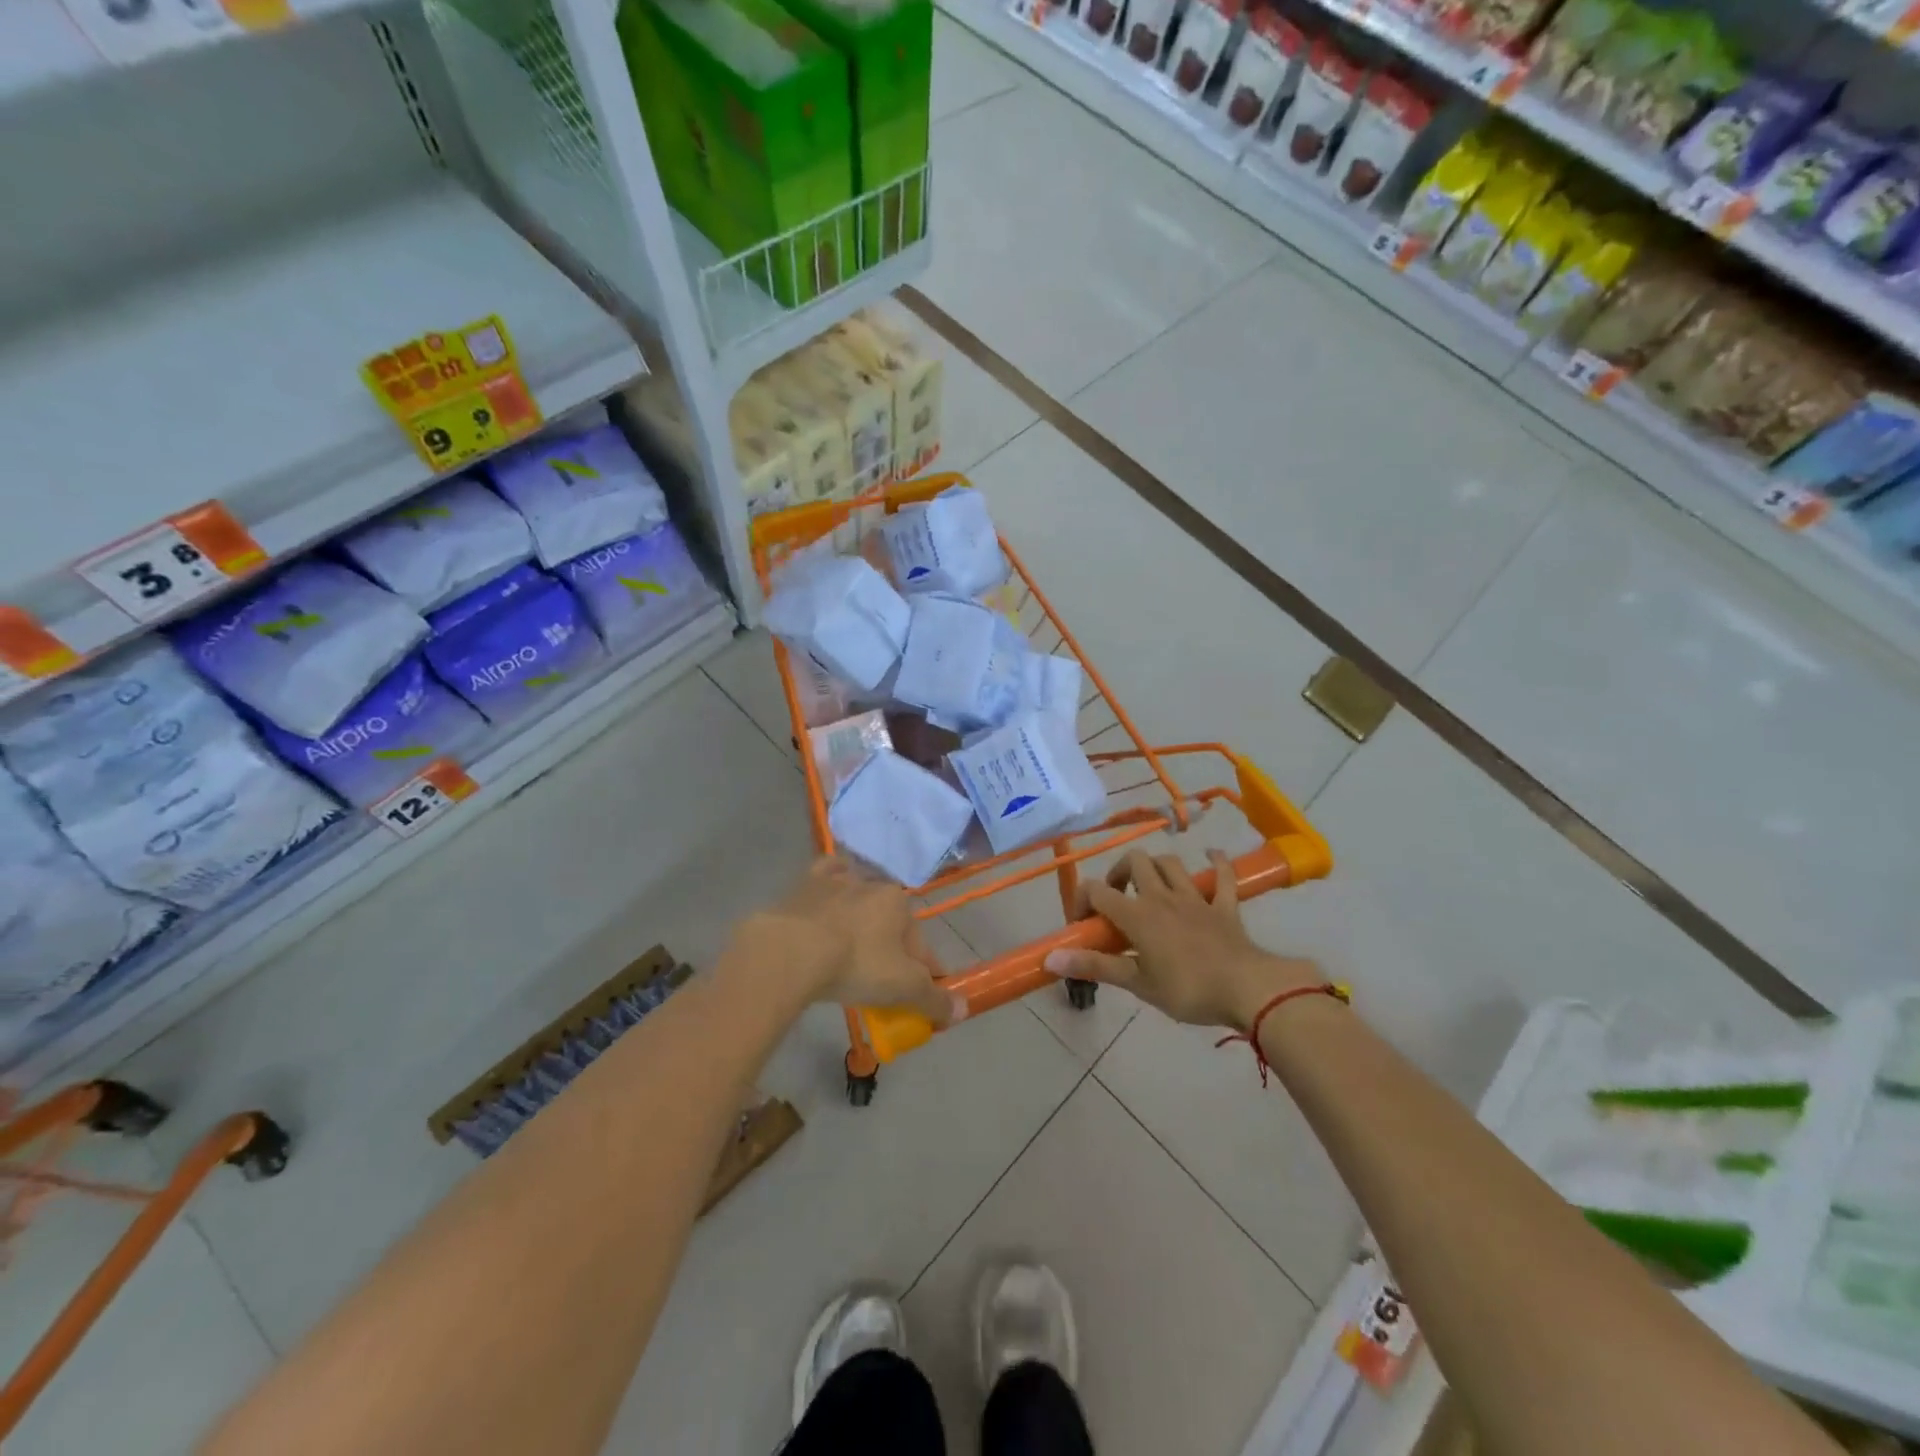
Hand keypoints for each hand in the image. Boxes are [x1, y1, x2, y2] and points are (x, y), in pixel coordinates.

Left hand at [734, 856, 965, 1027]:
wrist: (791, 951)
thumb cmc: (856, 965)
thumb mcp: (902, 988)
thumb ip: (934, 999)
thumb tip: (963, 1009)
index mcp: (899, 903)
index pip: (920, 943)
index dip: (924, 972)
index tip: (919, 996)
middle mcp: (871, 883)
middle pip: (889, 920)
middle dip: (891, 945)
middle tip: (881, 979)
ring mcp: (835, 880)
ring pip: (857, 896)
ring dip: (860, 916)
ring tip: (851, 947)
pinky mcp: (804, 884)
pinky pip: (824, 878)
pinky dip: (829, 886)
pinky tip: (827, 899)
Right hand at [1044, 849, 1322, 1032]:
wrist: (1247, 989)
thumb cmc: (1187, 990)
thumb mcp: (1137, 983)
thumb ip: (1095, 966)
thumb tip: (1050, 958)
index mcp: (1137, 915)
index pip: (1097, 890)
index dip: (1081, 901)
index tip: (1083, 925)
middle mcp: (1162, 896)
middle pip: (1135, 861)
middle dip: (1120, 873)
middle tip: (1118, 899)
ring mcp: (1195, 897)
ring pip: (1170, 863)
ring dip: (1157, 868)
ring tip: (1151, 886)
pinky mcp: (1224, 905)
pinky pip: (1222, 875)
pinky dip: (1216, 863)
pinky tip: (1211, 857)